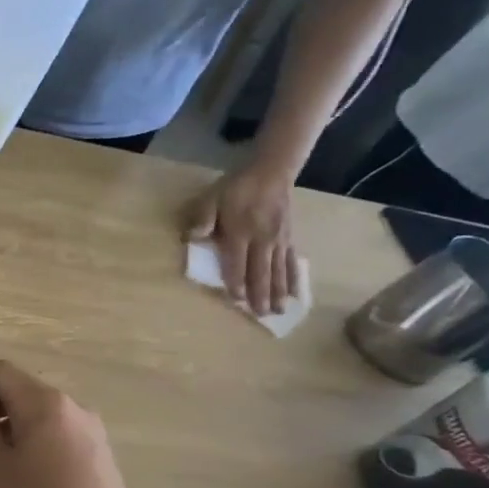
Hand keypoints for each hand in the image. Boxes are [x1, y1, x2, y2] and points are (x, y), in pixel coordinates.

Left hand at [184, 162, 302, 315]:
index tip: (236, 300)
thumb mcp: (211, 199)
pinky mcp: (290, 238)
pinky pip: (293, 262)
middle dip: (261, 294)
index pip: (237, 262)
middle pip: (261, 271)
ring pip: (279, 270)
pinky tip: (297, 294)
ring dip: (279, 292)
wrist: (271, 172)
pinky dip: (294, 279)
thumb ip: (202, 219)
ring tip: (280, 312)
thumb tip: (191, 238)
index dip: (236, 282)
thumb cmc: (235, 188)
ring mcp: (279, 240)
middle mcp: (262, 240)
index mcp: (241, 232)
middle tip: (261, 315)